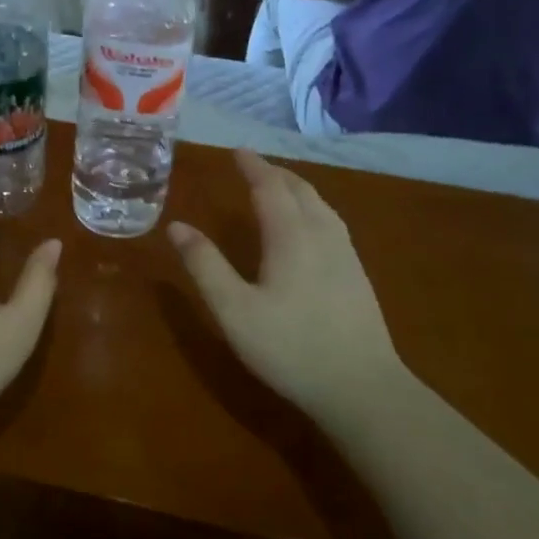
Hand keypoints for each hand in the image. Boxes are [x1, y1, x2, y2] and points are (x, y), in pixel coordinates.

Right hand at [168, 150, 407, 422]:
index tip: (236, 150)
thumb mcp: (233, 309)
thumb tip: (177, 226)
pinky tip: (311, 226)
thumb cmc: (289, 347)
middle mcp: (322, 235)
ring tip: (279, 186)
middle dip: (275, 172)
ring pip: (321, 205)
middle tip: (253, 165)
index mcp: (291, 236)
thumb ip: (205, 265)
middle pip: (300, 190)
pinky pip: (333, 223)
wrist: (361, 388)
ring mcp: (346, 255)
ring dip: (297, 187)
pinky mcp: (357, 275)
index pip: (270, 187)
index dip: (252, 166)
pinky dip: (313, 207)